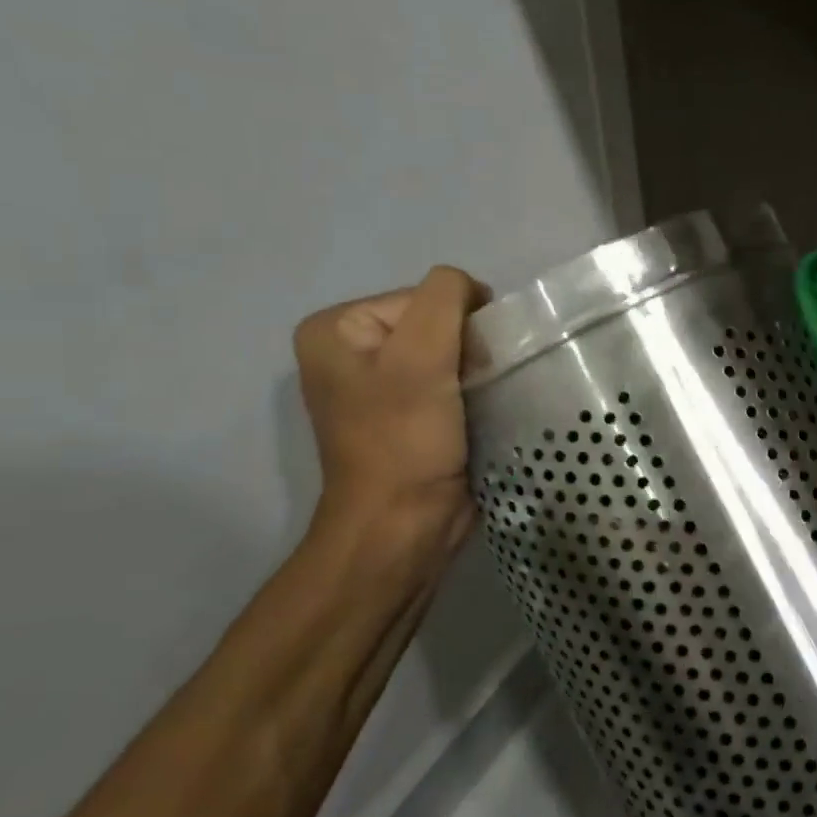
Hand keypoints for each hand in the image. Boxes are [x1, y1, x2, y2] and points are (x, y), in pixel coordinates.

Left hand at [292, 266, 489, 559]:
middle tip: (475, 385)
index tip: (469, 366)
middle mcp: (349, 351)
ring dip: (476, 371)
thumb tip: (474, 292)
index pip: (423, 296)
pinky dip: (473, 391)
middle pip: (436, 322)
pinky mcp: (406, 415)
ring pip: (449, 353)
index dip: (458, 324)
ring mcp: (377, 386)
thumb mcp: (422, 355)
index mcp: (335, 328)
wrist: (404, 524)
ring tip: (481, 400)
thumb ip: (446, 298)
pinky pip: (450, 382)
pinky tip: (480, 412)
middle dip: (468, 348)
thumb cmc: (404, 439)